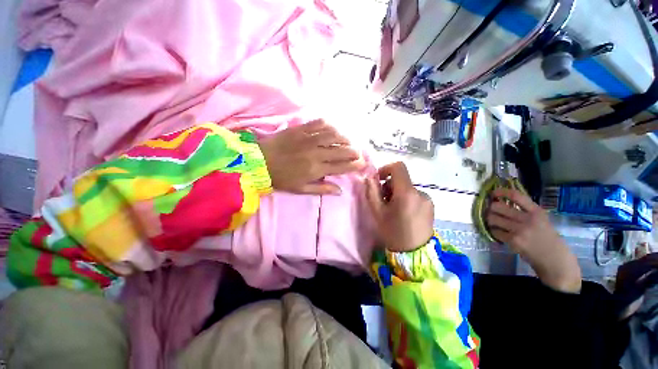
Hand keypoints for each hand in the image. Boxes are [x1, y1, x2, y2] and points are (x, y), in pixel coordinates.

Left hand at [259, 120, 364, 194]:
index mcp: (316, 169)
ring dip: (344, 138)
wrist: (259, 162)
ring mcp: (308, 139)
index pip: (341, 166)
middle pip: (341, 150)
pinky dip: (329, 125)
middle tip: (359, 152)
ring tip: (348, 142)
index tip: (362, 163)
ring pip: (333, 135)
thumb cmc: (281, 178)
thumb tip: (340, 191)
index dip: (354, 165)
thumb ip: (322, 189)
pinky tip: (333, 129)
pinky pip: (319, 123)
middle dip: (354, 151)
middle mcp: (316, 153)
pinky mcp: (300, 129)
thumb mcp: (301, 189)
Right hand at [365, 162, 433, 251]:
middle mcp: (420, 192)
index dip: (386, 169)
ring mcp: (427, 199)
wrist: (413, 253)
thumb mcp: (377, 211)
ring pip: (407, 188)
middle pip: (401, 179)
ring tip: (393, 210)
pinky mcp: (430, 206)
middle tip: (383, 201)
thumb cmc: (392, 232)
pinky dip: (406, 199)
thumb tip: (370, 176)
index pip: (398, 167)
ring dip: (397, 194)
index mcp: (406, 192)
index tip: (378, 180)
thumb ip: (372, 191)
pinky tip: (403, 213)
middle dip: (389, 186)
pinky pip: (414, 195)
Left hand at [487, 188, 581, 292]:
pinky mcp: (513, 241)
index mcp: (537, 212)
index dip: (501, 192)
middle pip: (498, 206)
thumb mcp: (542, 220)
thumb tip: (505, 200)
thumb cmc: (549, 239)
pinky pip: (495, 231)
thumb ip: (526, 210)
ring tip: (495, 222)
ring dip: (491, 219)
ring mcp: (519, 230)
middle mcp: (528, 219)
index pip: (516, 196)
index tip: (494, 193)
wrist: (555, 260)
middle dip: (492, 208)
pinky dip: (494, 231)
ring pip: (492, 218)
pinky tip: (500, 233)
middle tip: (493, 211)